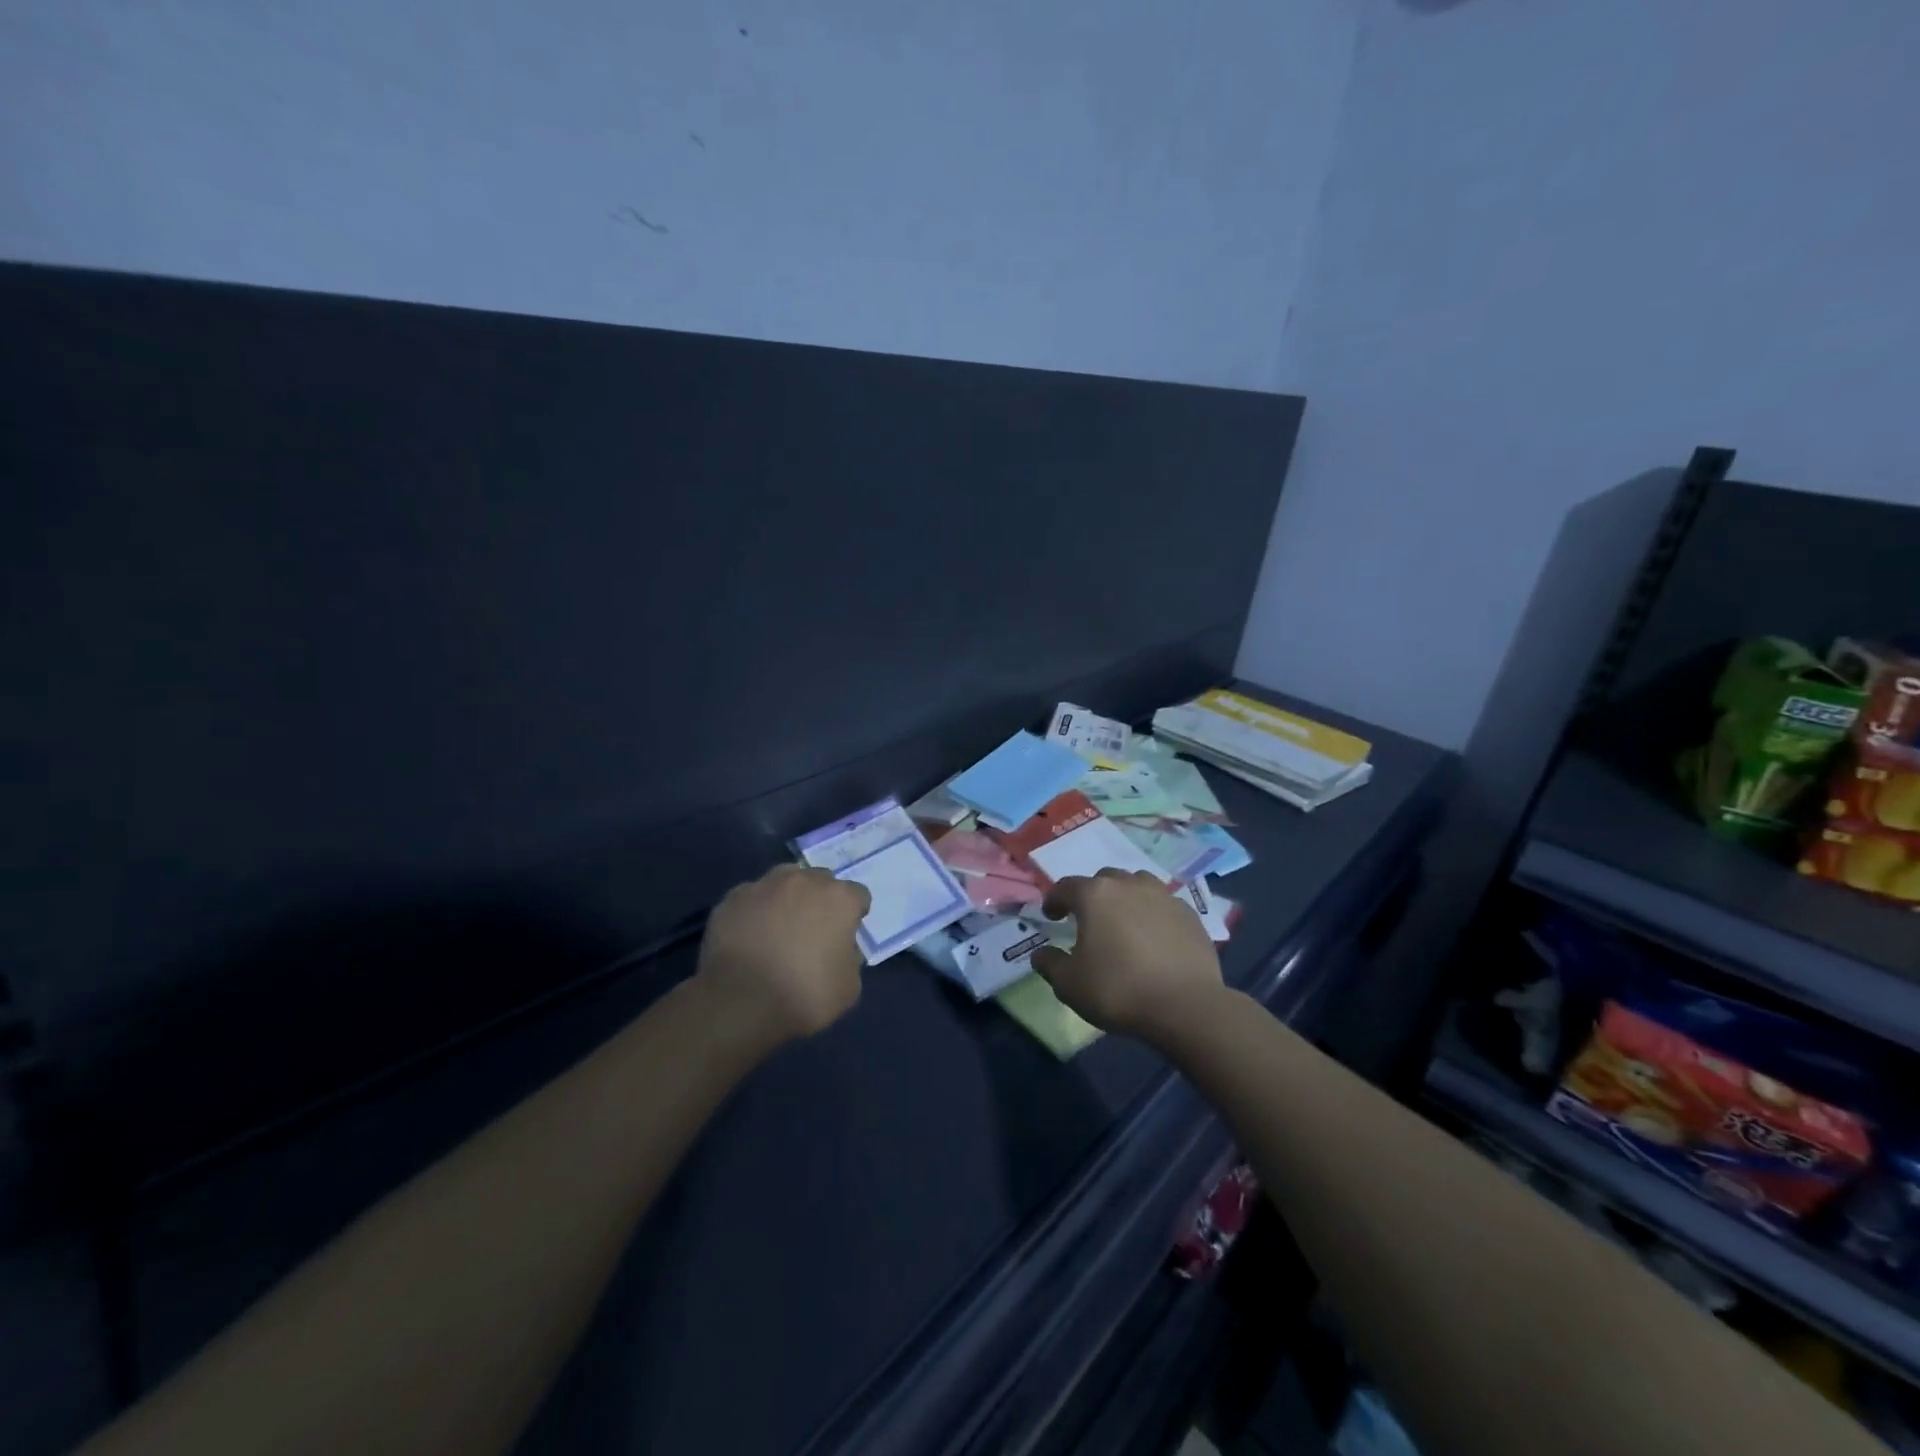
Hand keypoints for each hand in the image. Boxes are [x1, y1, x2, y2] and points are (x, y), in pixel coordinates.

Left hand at [695, 865, 871, 1046]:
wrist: (741, 1003)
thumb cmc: (805, 995)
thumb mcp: (849, 986)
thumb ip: (850, 957)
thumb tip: (839, 948)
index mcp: (839, 899)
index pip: (857, 896)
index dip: (853, 915)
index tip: (845, 935)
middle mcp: (804, 881)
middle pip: (820, 881)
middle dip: (819, 900)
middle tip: (811, 931)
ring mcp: (765, 886)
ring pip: (783, 881)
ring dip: (786, 898)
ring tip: (777, 928)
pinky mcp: (733, 898)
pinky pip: (751, 898)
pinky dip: (754, 911)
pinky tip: (748, 936)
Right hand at [1030, 869, 1225, 1041]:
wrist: (1186, 1006)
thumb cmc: (1118, 990)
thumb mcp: (1070, 985)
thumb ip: (1050, 964)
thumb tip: (1041, 954)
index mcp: (1094, 896)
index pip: (1065, 887)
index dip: (1054, 900)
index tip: (1051, 915)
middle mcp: (1128, 885)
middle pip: (1104, 880)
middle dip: (1091, 895)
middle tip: (1088, 918)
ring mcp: (1162, 896)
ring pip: (1137, 884)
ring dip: (1125, 896)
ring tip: (1123, 920)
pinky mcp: (1188, 914)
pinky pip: (1163, 904)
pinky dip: (1152, 913)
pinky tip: (1153, 935)